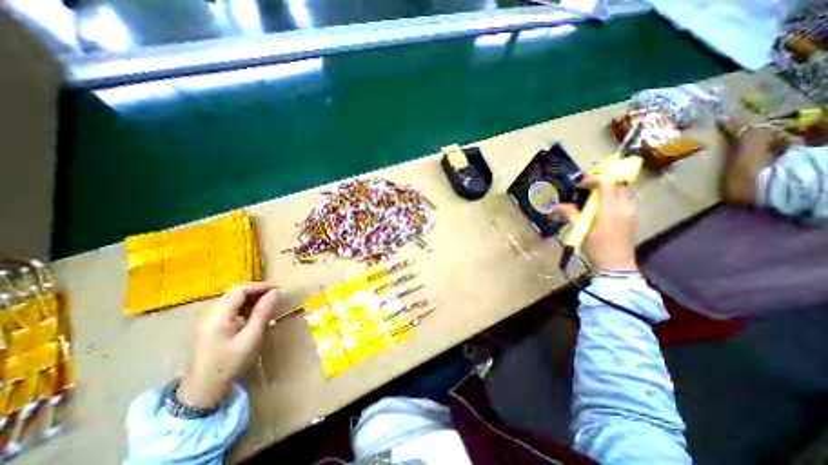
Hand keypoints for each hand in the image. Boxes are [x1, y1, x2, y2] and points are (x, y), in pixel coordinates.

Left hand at [178, 281, 279, 408]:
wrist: (201, 391)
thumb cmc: (229, 364)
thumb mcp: (251, 338)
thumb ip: (262, 312)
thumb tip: (276, 292)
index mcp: (218, 317)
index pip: (239, 290)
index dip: (259, 286)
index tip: (277, 290)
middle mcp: (209, 314)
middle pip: (234, 292)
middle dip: (255, 291)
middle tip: (274, 296)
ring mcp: (207, 320)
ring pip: (231, 299)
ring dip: (250, 298)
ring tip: (267, 304)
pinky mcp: (208, 326)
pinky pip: (228, 308)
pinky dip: (243, 306)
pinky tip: (253, 314)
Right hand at [556, 175, 639, 271]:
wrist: (616, 267)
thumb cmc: (596, 249)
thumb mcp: (581, 231)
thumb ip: (571, 215)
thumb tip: (558, 206)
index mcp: (611, 209)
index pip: (606, 182)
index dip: (592, 179)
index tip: (578, 184)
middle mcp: (624, 207)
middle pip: (616, 185)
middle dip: (600, 183)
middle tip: (584, 189)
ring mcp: (630, 213)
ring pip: (620, 192)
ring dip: (606, 191)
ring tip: (590, 198)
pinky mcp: (631, 219)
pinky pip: (622, 201)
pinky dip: (610, 199)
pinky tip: (599, 209)